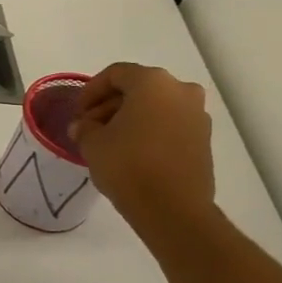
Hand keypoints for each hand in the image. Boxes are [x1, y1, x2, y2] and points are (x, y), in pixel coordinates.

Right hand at [72, 62, 216, 236]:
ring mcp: (197, 114)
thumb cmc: (127, 165)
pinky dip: (149, 130)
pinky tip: (132, 151)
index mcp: (152, 83)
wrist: (172, 208)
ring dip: (130, 117)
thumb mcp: (92, 143)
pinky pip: (170, 124)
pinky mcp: (203, 138)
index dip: (91, 90)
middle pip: (138, 88)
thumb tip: (84, 126)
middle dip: (110, 104)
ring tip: (109, 141)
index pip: (115, 74)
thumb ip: (85, 127)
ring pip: (156, 106)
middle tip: (90, 126)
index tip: (78, 112)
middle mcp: (181, 90)